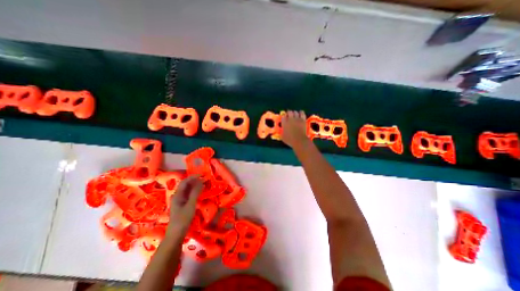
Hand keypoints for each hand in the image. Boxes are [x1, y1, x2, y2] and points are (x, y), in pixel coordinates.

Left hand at [170, 175, 203, 233]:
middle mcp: (177, 196)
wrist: (176, 234)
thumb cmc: (183, 219)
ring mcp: (179, 200)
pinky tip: (199, 192)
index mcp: (177, 195)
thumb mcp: (190, 205)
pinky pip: (188, 194)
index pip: (185, 182)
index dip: (193, 177)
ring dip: (195, 186)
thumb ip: (195, 193)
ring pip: (187, 190)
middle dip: (194, 181)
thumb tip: (201, 182)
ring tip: (203, 184)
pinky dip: (194, 191)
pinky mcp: (182, 204)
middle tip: (204, 179)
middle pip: (185, 185)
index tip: (202, 175)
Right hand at [281, 110, 307, 148]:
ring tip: (294, 116)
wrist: (299, 140)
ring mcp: (297, 119)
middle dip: (289, 113)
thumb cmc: (290, 140)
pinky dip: (301, 113)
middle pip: (289, 112)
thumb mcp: (282, 137)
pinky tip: (300, 115)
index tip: (284, 119)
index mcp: (284, 123)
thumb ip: (281, 132)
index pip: (283, 116)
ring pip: (295, 112)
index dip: (283, 117)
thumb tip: (280, 131)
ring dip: (294, 113)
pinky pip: (302, 113)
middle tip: (289, 116)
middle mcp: (290, 119)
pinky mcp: (303, 120)